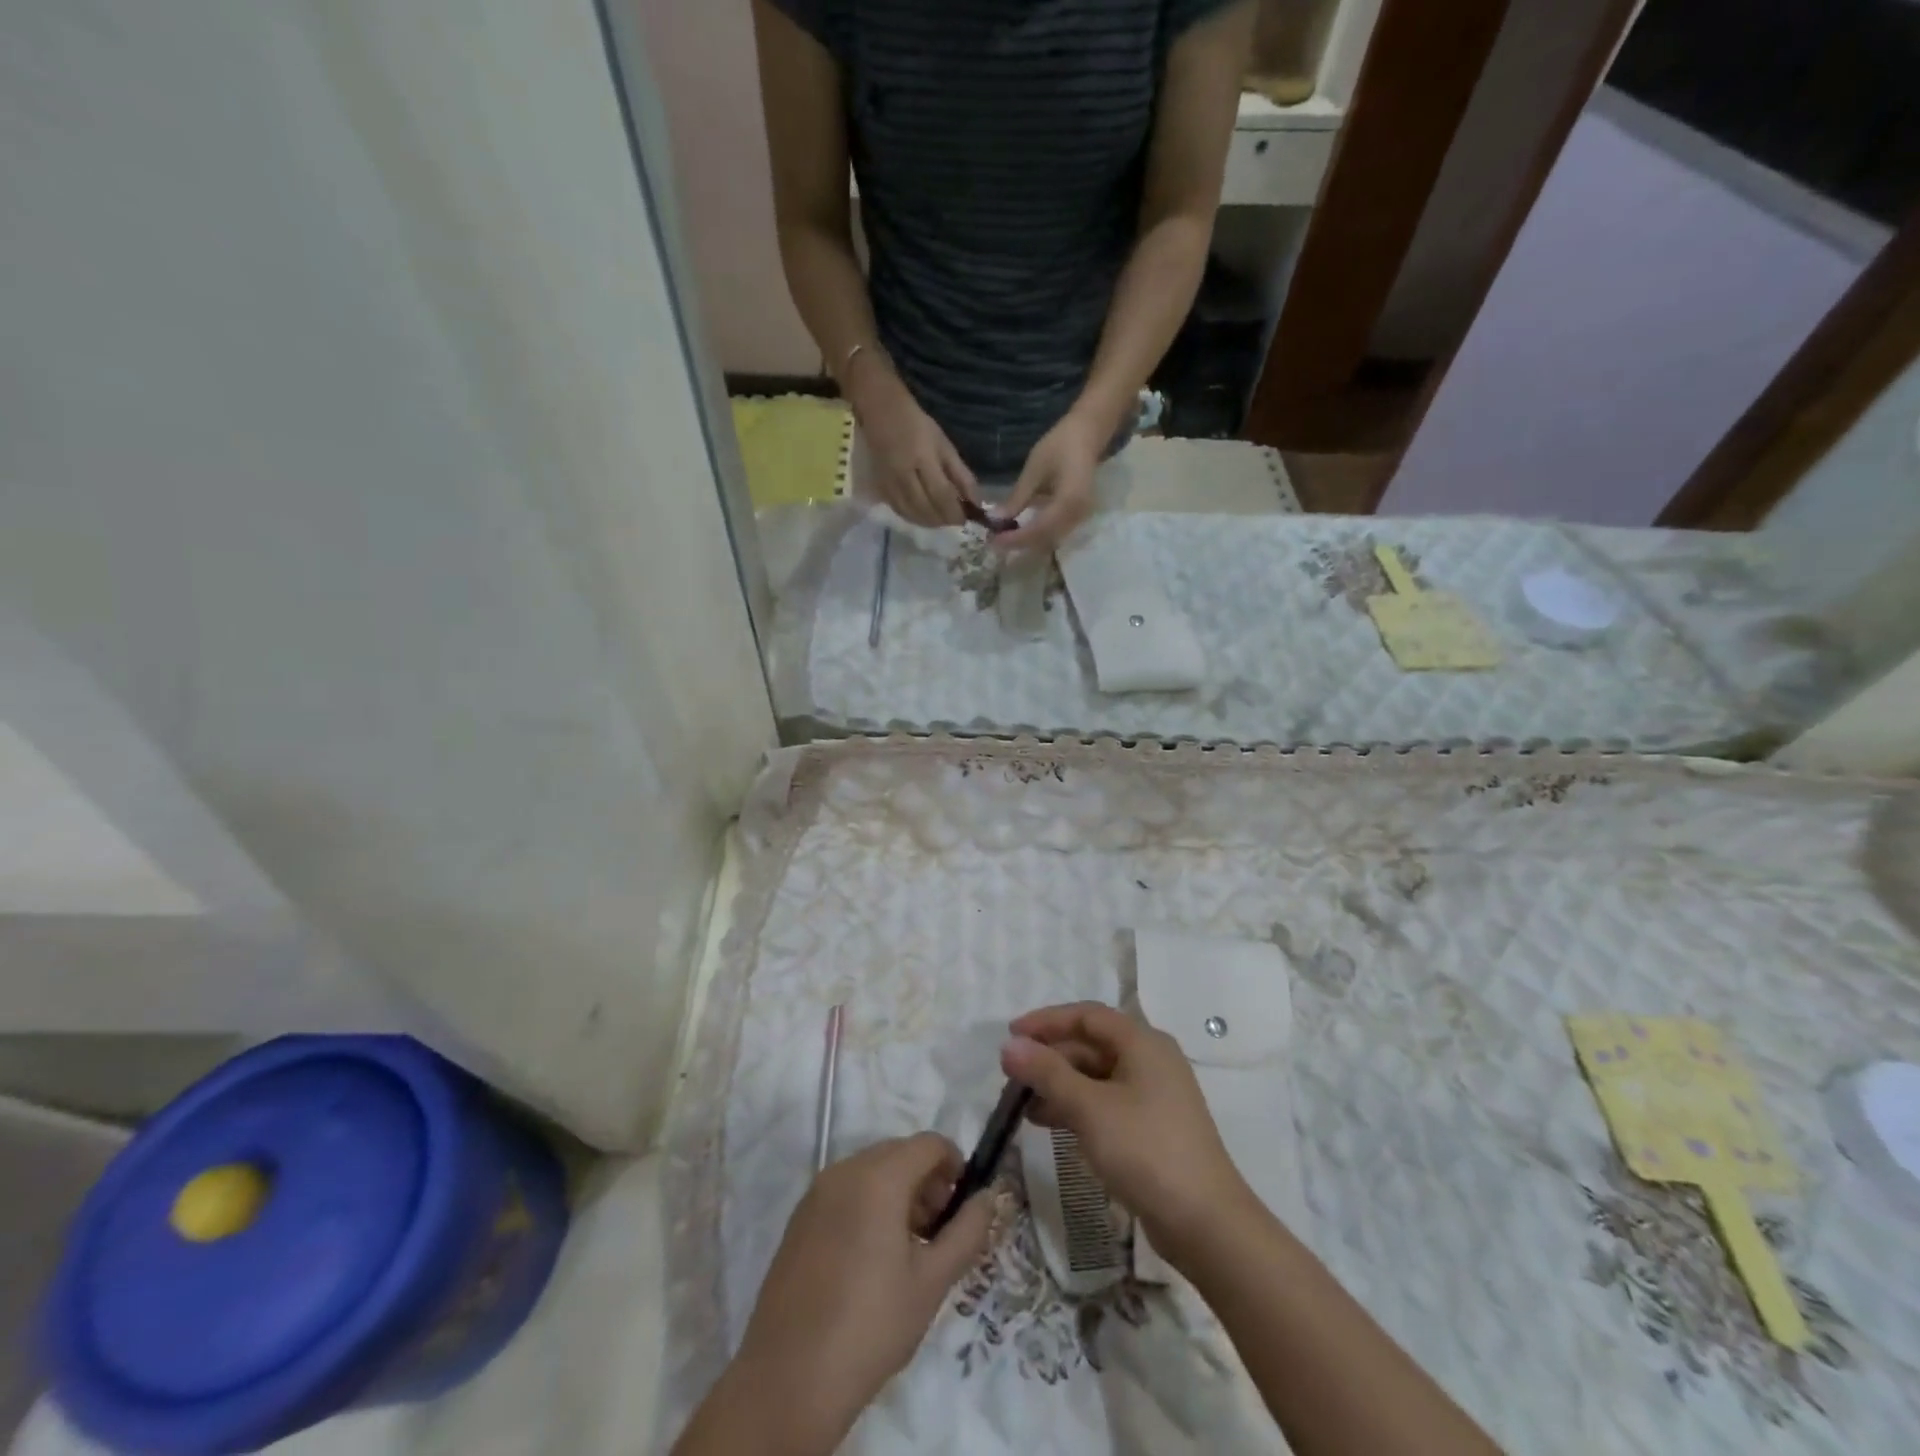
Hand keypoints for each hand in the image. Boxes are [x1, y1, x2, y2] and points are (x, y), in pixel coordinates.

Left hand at [685, 1134, 993, 1455]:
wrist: (788, 1380)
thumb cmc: (870, 1326)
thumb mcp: (932, 1282)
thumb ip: (967, 1231)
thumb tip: (988, 1196)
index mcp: (879, 1176)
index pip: (929, 1143)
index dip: (955, 1165)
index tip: (962, 1208)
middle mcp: (845, 1170)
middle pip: (900, 1153)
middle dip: (927, 1181)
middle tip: (937, 1233)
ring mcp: (816, 1193)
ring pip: (871, 1171)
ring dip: (898, 1193)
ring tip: (907, 1252)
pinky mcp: (799, 1219)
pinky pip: (845, 1192)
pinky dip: (868, 1206)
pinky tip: (870, 1261)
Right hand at [846, 355, 979, 527]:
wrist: (878, 410)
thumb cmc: (915, 423)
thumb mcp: (943, 444)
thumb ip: (961, 474)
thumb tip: (976, 501)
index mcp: (923, 459)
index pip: (942, 495)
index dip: (955, 512)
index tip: (967, 519)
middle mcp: (904, 475)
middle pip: (926, 509)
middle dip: (944, 520)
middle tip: (956, 520)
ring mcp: (889, 483)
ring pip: (912, 514)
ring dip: (930, 522)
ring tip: (942, 519)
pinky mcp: (880, 488)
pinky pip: (899, 511)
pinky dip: (914, 518)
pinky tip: (924, 515)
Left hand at [994, 408, 1104, 553]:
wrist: (1087, 435)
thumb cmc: (1060, 445)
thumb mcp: (1034, 470)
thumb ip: (1017, 498)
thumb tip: (995, 520)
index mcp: (1069, 501)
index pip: (1039, 529)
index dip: (1016, 538)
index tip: (993, 541)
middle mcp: (1077, 515)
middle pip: (1045, 540)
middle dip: (1019, 544)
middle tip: (994, 542)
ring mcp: (1080, 518)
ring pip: (1050, 540)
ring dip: (1027, 542)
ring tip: (1004, 538)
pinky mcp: (1077, 517)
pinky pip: (1055, 533)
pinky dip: (1036, 536)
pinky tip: (1020, 531)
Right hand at [1001, 1003, 1253, 1260]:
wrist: (1205, 1223)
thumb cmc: (1146, 1150)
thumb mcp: (1089, 1108)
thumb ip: (1047, 1073)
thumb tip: (1009, 1045)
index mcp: (1142, 1042)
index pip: (1087, 1015)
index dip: (1046, 1021)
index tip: (1011, 1035)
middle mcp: (1151, 1060)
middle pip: (1091, 1044)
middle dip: (1050, 1056)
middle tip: (1012, 1075)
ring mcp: (1154, 1095)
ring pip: (1096, 1076)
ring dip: (1060, 1084)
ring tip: (1023, 1104)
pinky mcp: (1152, 1126)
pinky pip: (1106, 1102)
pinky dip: (1077, 1107)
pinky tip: (1050, 1123)